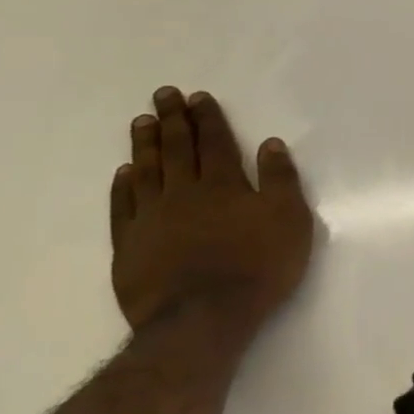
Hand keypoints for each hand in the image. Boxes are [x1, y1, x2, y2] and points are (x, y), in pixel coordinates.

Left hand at [109, 87, 314, 340]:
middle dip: (172, 120)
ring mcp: (152, 219)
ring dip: (144, 145)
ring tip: (141, 122)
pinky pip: (124, 207)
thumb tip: (270, 144)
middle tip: (163, 94)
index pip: (215, 142)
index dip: (207, 118)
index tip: (197, 97)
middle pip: (176, 149)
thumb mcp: (289, 220)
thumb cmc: (258, 266)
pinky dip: (124, 187)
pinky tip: (124, 173)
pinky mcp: (130, 246)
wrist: (203, 319)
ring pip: (146, 172)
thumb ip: (280, 180)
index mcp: (224, 184)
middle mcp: (184, 193)